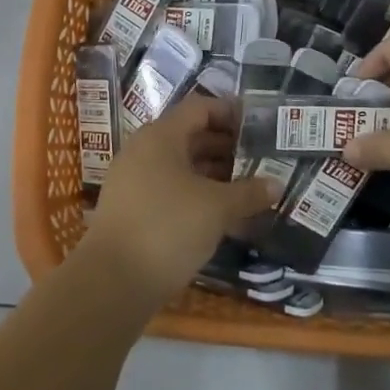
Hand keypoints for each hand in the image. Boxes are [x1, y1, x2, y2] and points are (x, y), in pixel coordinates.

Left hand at [84, 97, 280, 304]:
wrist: (113, 281)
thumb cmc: (168, 227)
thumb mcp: (216, 208)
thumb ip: (248, 193)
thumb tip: (276, 185)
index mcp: (160, 136)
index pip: (199, 108)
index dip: (230, 112)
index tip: (259, 125)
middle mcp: (143, 151)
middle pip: (190, 136)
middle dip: (226, 146)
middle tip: (260, 158)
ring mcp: (134, 181)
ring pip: (181, 166)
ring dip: (214, 173)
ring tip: (248, 187)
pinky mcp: (132, 209)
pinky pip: (171, 189)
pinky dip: (197, 194)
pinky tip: (222, 214)